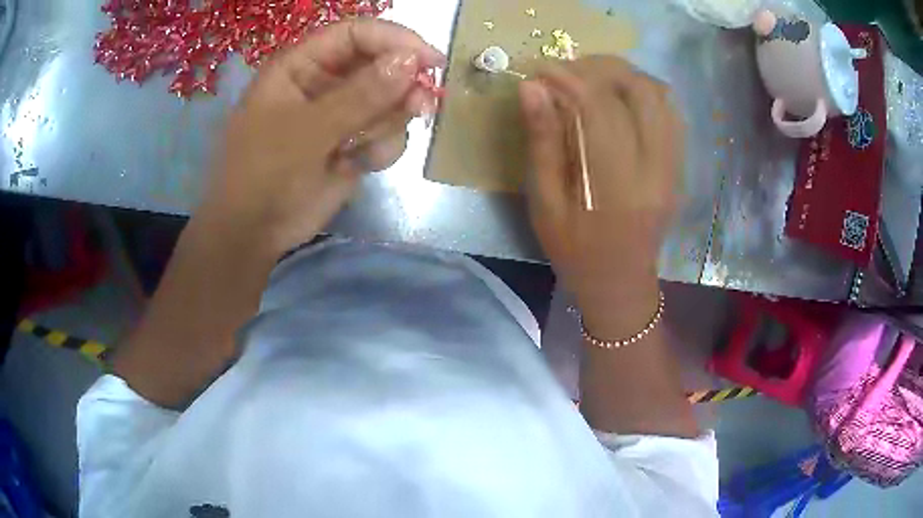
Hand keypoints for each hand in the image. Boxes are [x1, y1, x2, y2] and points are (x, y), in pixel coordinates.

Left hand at [199, 19, 444, 254]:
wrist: (256, 233)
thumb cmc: (264, 175)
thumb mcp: (307, 132)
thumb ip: (360, 95)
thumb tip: (412, 61)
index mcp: (301, 66)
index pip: (355, 34)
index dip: (394, 40)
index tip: (431, 60)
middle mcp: (324, 82)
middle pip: (381, 64)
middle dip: (401, 87)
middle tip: (421, 107)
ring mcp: (341, 113)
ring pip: (390, 101)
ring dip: (389, 123)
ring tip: (365, 147)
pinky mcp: (354, 142)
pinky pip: (388, 133)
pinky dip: (384, 148)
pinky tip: (361, 164)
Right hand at [519, 56, 682, 335]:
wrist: (620, 284)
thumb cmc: (575, 252)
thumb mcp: (546, 204)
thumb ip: (542, 143)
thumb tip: (532, 88)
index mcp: (617, 187)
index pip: (601, 110)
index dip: (570, 79)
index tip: (542, 68)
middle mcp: (655, 171)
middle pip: (641, 93)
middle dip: (601, 68)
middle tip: (568, 71)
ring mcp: (673, 167)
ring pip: (661, 97)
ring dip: (625, 77)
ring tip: (592, 79)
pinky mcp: (678, 166)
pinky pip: (670, 114)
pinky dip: (643, 94)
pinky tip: (618, 99)